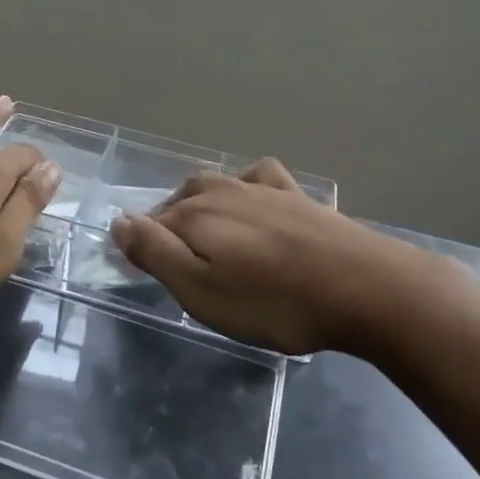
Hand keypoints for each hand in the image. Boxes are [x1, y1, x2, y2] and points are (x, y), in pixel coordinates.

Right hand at [110, 160, 422, 356]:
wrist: (361, 286)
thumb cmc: (274, 301)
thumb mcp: (202, 290)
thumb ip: (156, 253)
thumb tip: (118, 220)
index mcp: (195, 216)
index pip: (150, 224)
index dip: (142, 246)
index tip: (144, 271)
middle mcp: (223, 192)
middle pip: (181, 200)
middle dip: (168, 223)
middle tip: (173, 261)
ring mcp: (263, 189)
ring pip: (216, 184)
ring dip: (201, 202)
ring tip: (204, 229)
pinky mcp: (297, 196)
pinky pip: (260, 178)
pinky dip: (246, 184)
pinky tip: (254, 195)